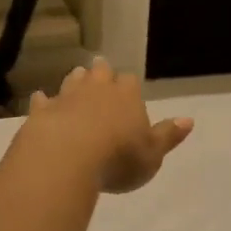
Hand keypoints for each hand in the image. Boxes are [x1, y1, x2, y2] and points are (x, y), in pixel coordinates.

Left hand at [24, 57, 193, 193]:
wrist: (66, 157)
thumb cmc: (118, 158)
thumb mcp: (152, 154)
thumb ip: (168, 136)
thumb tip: (189, 120)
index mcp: (127, 96)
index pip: (130, 81)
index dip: (129, 85)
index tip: (128, 90)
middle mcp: (97, 89)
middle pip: (100, 72)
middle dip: (101, 73)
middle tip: (100, 73)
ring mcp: (67, 97)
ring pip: (72, 81)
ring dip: (75, 81)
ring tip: (76, 81)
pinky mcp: (42, 111)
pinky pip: (43, 101)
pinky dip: (44, 101)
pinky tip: (41, 101)